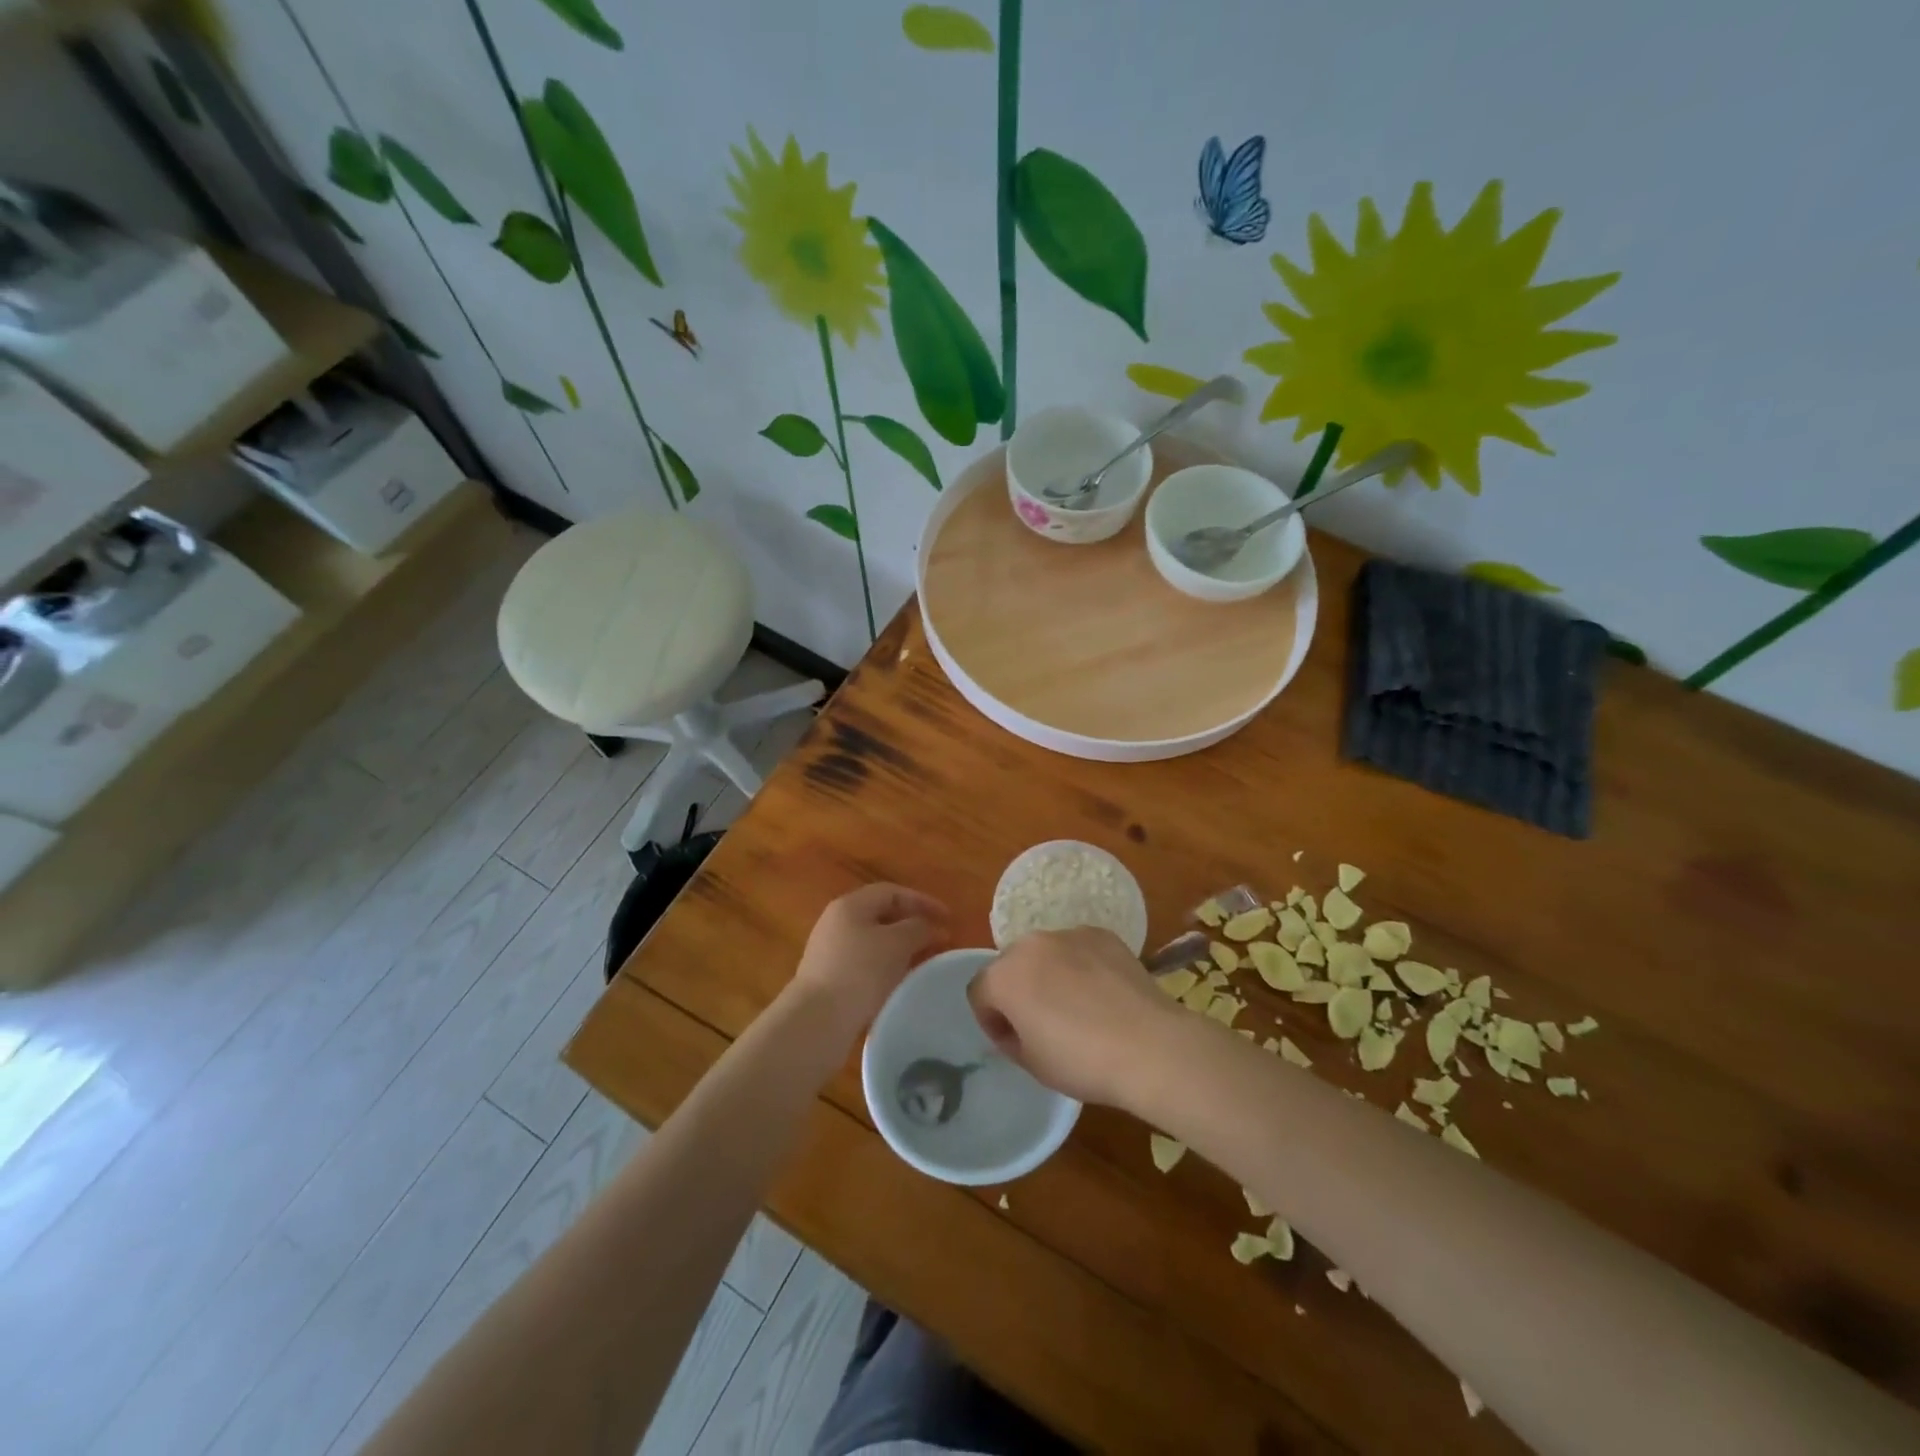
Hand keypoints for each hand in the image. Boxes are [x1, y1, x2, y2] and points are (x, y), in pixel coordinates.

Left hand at [792, 883, 949, 1025]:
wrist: (817, 1020)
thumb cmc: (860, 971)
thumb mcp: (897, 943)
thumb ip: (919, 928)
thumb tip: (931, 927)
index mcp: (850, 905)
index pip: (891, 892)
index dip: (922, 901)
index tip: (948, 918)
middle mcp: (836, 922)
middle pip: (881, 914)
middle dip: (913, 924)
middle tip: (939, 939)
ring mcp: (830, 951)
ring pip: (874, 940)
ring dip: (901, 947)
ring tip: (925, 961)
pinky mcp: (830, 978)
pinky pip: (866, 962)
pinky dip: (888, 966)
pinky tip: (901, 981)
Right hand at [968, 928, 1179, 1105]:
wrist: (1150, 1045)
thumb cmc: (1081, 1060)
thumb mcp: (1032, 1063)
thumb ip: (1011, 1037)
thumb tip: (1016, 1025)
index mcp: (1004, 976)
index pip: (979, 992)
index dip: (991, 1020)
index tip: (1012, 1041)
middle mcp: (1031, 944)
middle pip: (1011, 965)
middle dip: (1018, 990)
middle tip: (1042, 1023)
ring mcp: (1069, 934)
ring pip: (1046, 953)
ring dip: (1049, 974)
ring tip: (1077, 1006)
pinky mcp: (1102, 935)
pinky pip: (1078, 949)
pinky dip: (1082, 965)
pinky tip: (1103, 993)